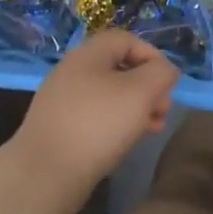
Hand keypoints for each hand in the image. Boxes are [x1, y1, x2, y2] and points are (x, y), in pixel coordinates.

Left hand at [13, 30, 178, 205]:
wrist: (44, 173)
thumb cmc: (97, 124)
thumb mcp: (140, 93)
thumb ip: (160, 74)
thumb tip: (165, 70)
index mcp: (89, 54)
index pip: (127, 39)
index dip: (152, 55)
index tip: (168, 82)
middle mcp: (72, 70)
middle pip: (119, 67)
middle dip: (147, 86)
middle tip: (163, 110)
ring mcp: (62, 99)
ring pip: (108, 94)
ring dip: (135, 107)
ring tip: (152, 128)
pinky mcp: (58, 126)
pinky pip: (94, 115)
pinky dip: (115, 123)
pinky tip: (125, 142)